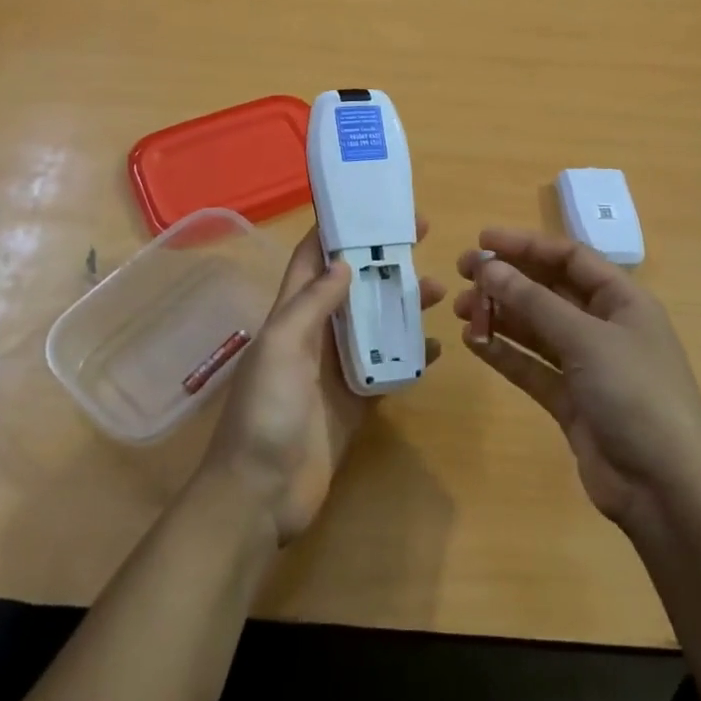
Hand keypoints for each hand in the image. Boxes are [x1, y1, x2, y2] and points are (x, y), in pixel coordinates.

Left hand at [200, 221, 445, 546]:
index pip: (313, 258)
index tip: (373, 206)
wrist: (260, 494)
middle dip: (382, 260)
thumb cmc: (265, 412)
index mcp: (291, 314)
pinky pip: (388, 369)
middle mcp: (315, 334)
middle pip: (353, 286)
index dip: (338, 229)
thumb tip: (344, 262)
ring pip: (375, 324)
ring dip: (403, 304)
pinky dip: (411, 356)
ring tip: (440, 289)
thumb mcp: (282, 346)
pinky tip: (436, 346)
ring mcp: (337, 369)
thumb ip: (312, 304)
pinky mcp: (356, 401)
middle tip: (423, 237)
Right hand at [455, 228, 700, 539]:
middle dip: (507, 279)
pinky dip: (504, 352)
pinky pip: (531, 366)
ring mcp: (588, 366)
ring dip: (500, 314)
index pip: (570, 258)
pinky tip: (473, 341)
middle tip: (463, 273)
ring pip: (536, 328)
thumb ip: (534, 302)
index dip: (526, 245)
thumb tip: (488, 268)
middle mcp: (605, 327)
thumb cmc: (636, 396)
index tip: (482, 241)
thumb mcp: (586, 340)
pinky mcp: (571, 401)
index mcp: (623, 301)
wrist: (667, 491)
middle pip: (549, 290)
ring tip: (461, 309)